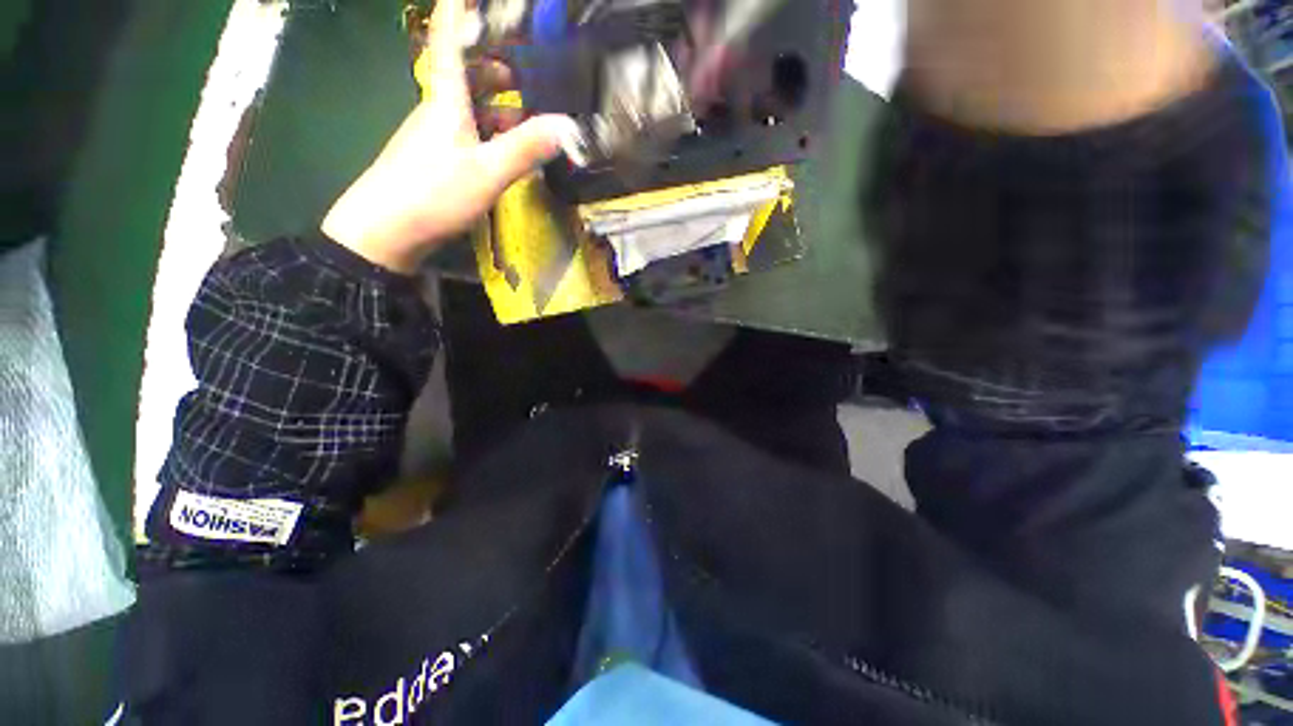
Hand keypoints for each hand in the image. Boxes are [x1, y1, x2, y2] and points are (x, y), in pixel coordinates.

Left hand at [322, 0, 579, 273]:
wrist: (385, 230)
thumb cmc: (433, 193)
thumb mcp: (487, 172)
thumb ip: (526, 148)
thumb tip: (568, 127)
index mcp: (446, 98)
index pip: (450, 38)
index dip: (460, 8)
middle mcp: (438, 107)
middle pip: (465, 71)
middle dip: (495, 63)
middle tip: (529, 68)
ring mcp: (435, 134)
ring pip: (469, 105)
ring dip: (498, 103)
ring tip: (529, 115)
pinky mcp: (436, 157)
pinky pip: (467, 131)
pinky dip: (491, 132)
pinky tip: (509, 150)